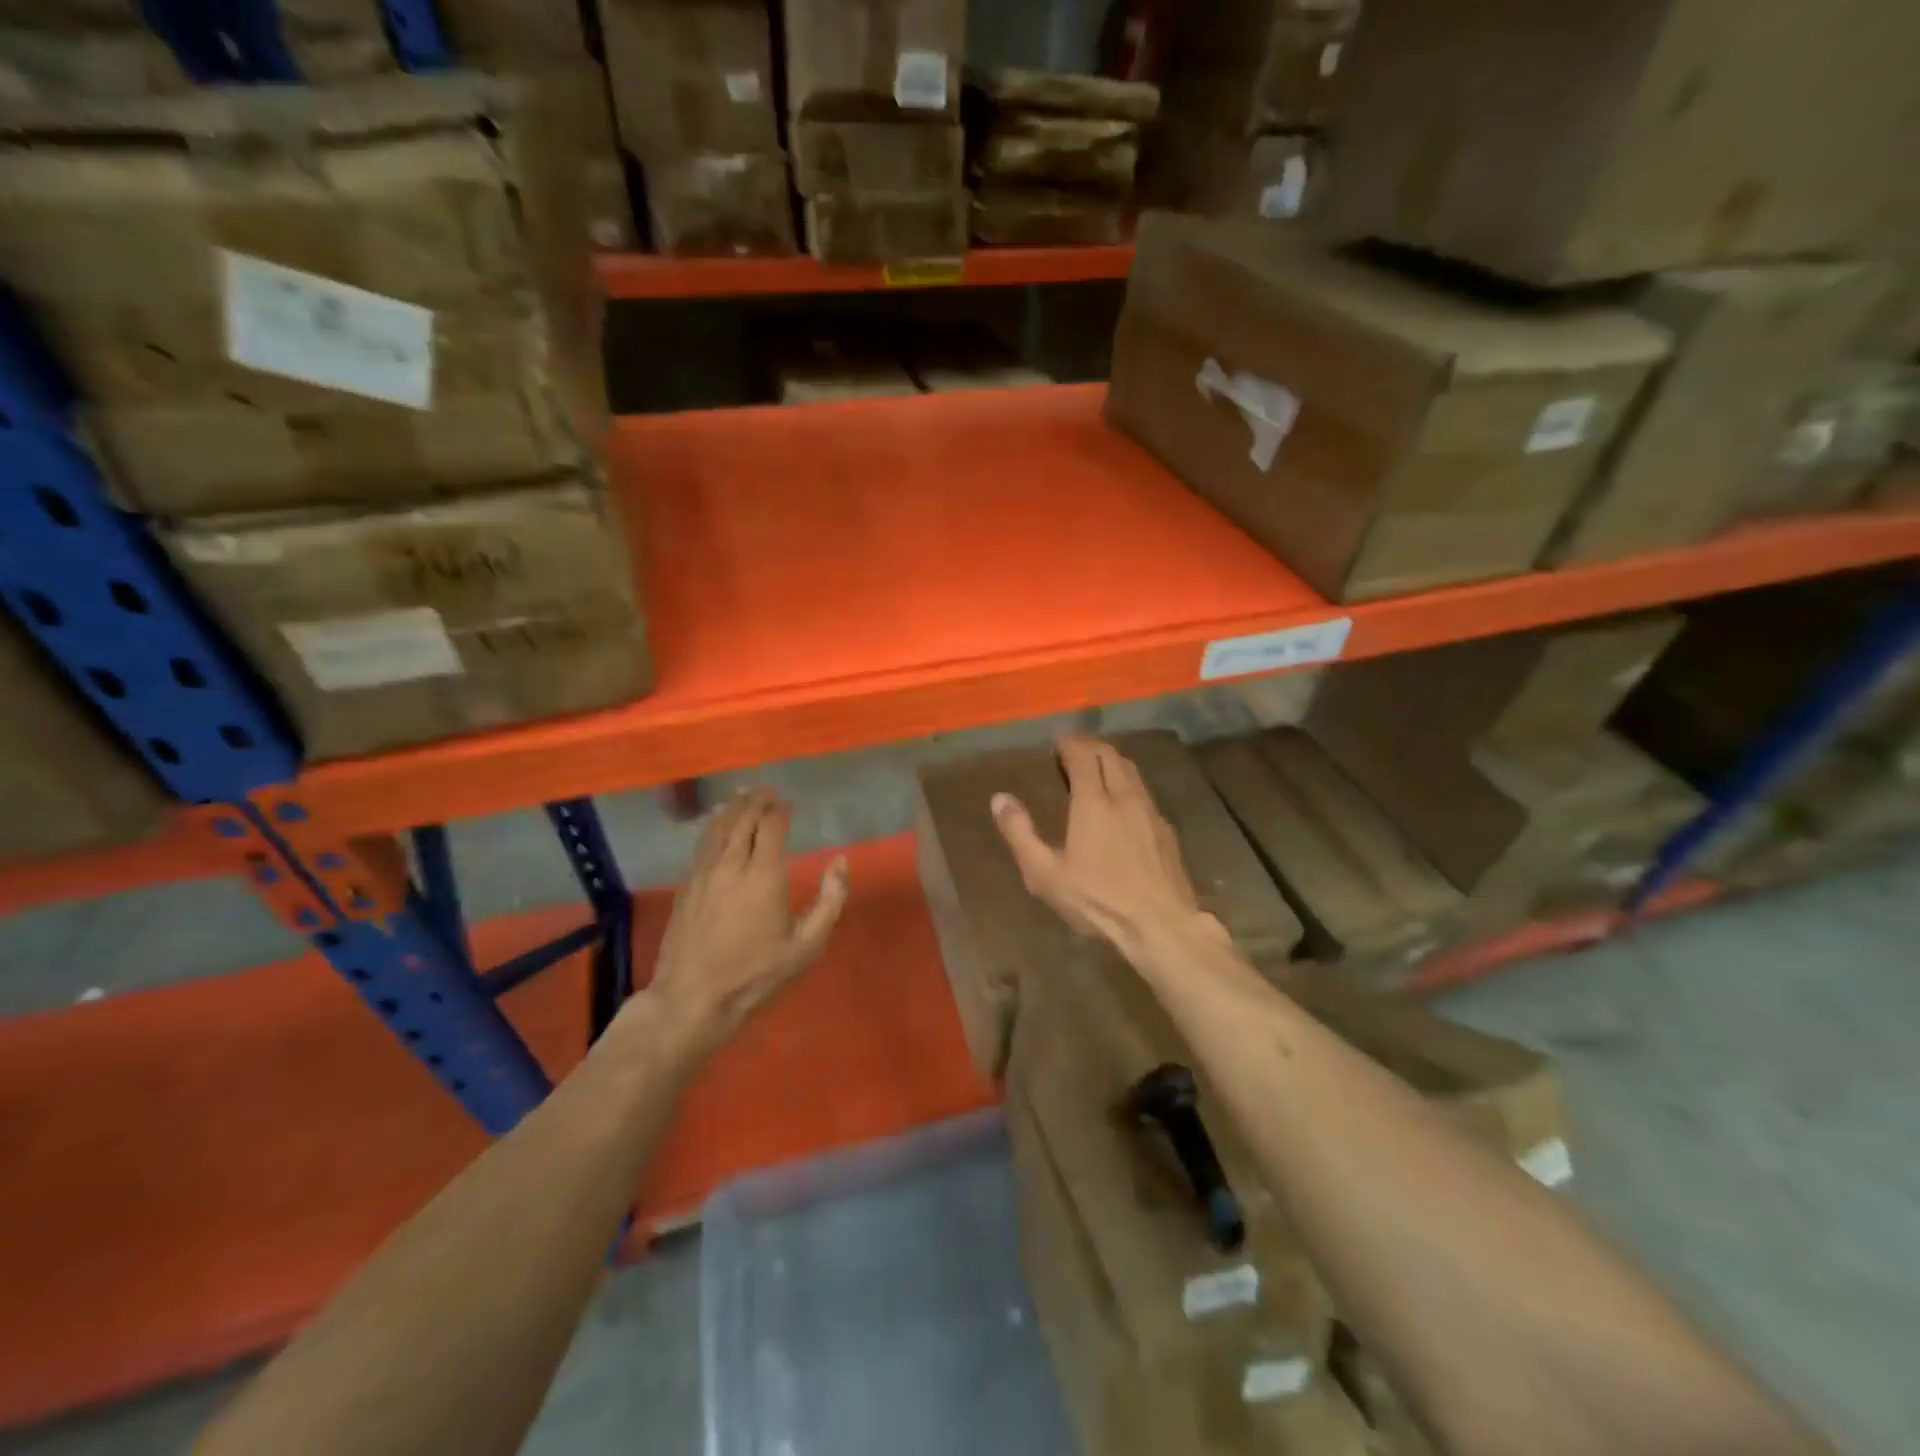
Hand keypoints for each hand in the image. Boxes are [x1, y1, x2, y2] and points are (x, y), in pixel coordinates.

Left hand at [646, 788, 849, 1057]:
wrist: (692, 999)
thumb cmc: (756, 974)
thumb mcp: (807, 945)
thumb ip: (830, 900)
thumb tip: (840, 861)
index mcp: (764, 875)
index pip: (772, 826)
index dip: (781, 810)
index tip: (789, 803)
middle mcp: (732, 864)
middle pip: (743, 819)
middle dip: (757, 801)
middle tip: (767, 790)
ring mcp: (704, 874)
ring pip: (718, 827)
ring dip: (732, 808)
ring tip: (742, 795)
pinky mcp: (686, 887)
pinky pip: (702, 844)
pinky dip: (713, 826)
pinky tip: (716, 825)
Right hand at [991, 736, 1227, 966]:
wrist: (1160, 925)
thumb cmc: (1096, 900)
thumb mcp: (1044, 873)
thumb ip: (1020, 833)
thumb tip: (999, 798)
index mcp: (1093, 802)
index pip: (1083, 755)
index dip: (1070, 744)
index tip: (1057, 743)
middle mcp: (1125, 797)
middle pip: (1110, 755)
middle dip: (1090, 746)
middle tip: (1072, 751)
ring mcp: (1150, 812)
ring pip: (1131, 771)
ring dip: (1111, 761)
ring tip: (1096, 769)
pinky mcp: (1166, 830)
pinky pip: (1144, 792)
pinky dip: (1128, 783)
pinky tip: (1122, 803)